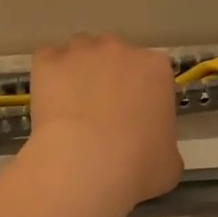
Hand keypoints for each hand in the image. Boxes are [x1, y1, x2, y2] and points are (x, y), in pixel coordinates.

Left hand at [26, 34, 182, 210]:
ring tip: (72, 108)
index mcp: (156, 69)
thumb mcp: (169, 162)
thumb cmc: (137, 167)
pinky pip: (48, 60)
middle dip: (110, 78)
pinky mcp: (48, 60)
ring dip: (79, 73)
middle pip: (116, 56)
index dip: (142, 96)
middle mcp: (121, 49)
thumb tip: (152, 146)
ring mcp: (82, 51)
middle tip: (102, 114)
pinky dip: (49, 77)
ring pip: (81, 54)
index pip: (151, 74)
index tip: (134, 118)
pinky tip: (50, 105)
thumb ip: (164, 142)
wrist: (84, 167)